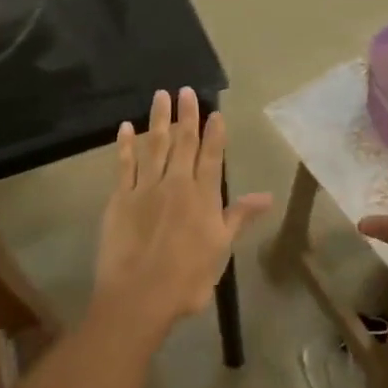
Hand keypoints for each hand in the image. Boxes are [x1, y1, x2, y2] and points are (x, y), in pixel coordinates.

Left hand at [92, 89, 271, 332]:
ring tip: (160, 95)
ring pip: (154, 146)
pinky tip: (126, 127)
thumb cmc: (187, 279)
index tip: (215, 111)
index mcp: (203, 197)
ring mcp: (145, 188)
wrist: (139, 297)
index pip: (211, 156)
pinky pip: (124, 164)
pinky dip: (125, 145)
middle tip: (186, 90)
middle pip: (183, 142)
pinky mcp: (120, 198)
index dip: (214, 132)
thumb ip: (239, 217)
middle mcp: (176, 184)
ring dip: (158, 119)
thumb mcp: (221, 249)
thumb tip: (266, 196)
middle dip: (186, 115)